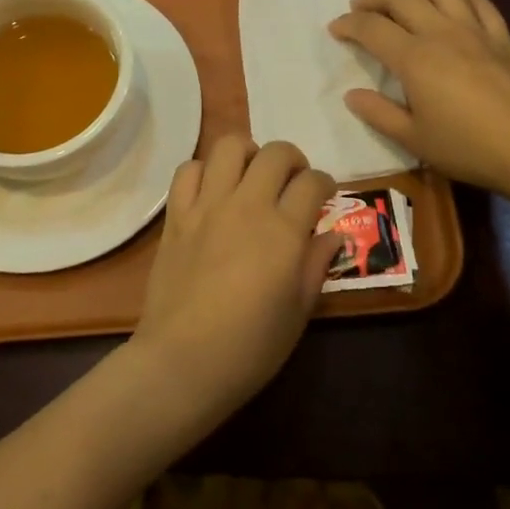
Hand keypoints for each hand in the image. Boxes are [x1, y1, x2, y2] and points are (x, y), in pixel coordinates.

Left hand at [131, 136, 340, 419]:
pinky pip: (188, 170)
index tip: (324, 196)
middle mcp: (247, 206)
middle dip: (293, 160)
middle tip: (293, 182)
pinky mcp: (176, 216)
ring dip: (248, 153)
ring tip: (252, 175)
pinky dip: (204, 170)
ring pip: (230, 146)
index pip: (312, 182)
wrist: (183, 361)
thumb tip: (333, 235)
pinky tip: (212, 191)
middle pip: (276, 153)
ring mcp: (207, 206)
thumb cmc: (250, 347)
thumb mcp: (298, 312)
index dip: (325, 184)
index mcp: (283, 231)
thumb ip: (316, 265)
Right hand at [330, 0, 509, 195]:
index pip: (372, 29)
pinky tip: (449, 0)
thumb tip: (352, 95)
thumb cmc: (469, 149)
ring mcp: (475, 31)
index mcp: (414, 58)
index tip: (335, 29)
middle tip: (358, 6)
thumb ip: (379, 114)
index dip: (348, 25)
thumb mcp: (414, 140)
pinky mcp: (501, 37)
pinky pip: (477, 1)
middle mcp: (441, 33)